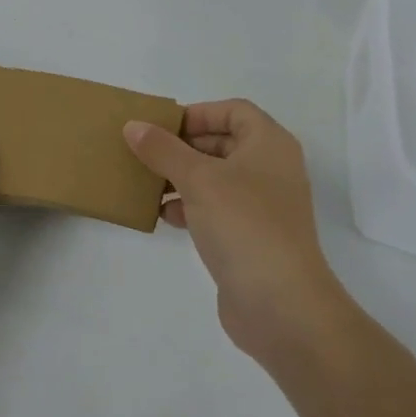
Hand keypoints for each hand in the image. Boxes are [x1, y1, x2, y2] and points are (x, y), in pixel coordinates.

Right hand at [123, 100, 347, 362]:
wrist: (282, 306)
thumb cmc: (244, 224)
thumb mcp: (198, 179)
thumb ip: (163, 149)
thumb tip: (133, 126)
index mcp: (269, 144)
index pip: (233, 110)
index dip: (198, 113)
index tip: (163, 127)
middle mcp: (271, 169)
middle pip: (222, 143)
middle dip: (183, 147)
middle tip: (146, 153)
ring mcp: (263, 206)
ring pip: (216, 178)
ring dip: (181, 178)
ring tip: (146, 183)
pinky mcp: (251, 238)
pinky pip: (216, 209)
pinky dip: (190, 207)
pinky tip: (162, 215)